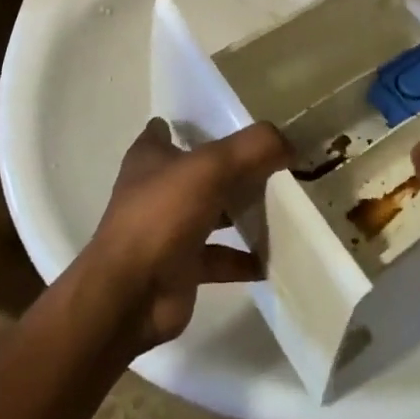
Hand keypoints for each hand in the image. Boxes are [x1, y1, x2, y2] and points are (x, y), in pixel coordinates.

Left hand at [82, 118, 290, 353]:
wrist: (130, 296)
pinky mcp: (182, 267)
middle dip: (232, 169)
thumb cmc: (161, 217)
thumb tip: (289, 142)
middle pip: (199, 173)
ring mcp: (168, 230)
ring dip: (240, 213)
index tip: (232, 122)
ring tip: (282, 208)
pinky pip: (220, 258)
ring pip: (211, 214)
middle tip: (274, 163)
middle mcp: (157, 190)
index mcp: (150, 158)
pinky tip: (273, 257)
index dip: (195, 124)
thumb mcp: (211, 168)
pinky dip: (244, 258)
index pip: (168, 130)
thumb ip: (253, 148)